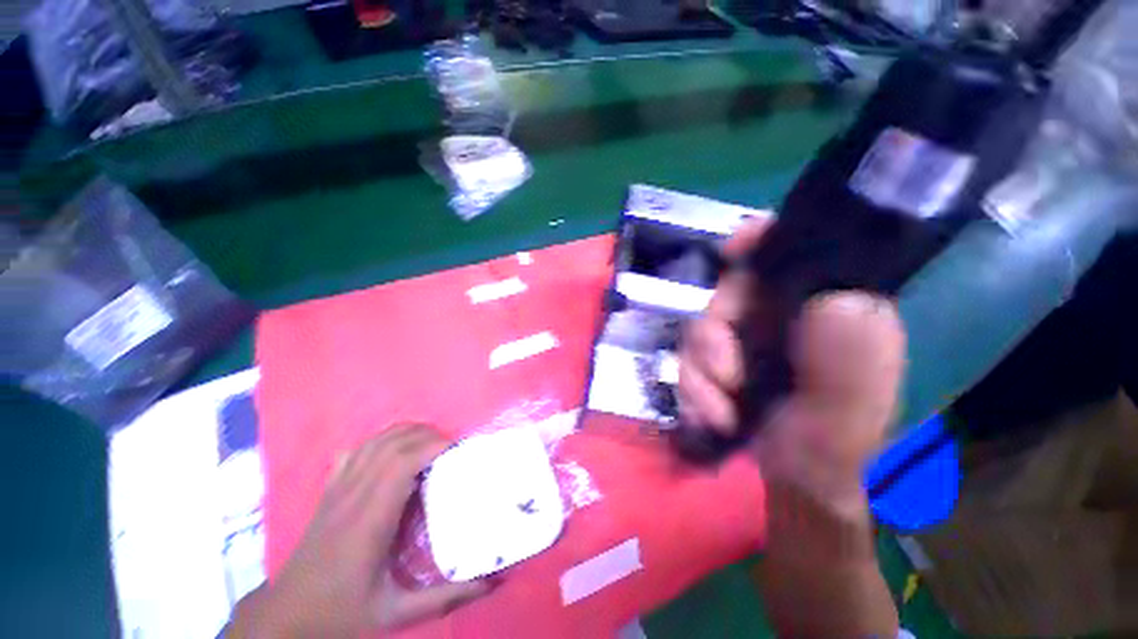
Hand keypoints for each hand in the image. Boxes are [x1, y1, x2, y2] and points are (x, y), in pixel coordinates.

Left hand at [227, 424, 490, 637]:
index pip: (402, 464)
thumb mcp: (395, 613)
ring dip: (406, 432)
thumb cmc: (340, 613)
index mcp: (369, 521)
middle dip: (427, 435)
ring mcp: (337, 491)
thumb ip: (444, 597)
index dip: (433, 446)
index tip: (458, 447)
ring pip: (374, 442)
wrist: (285, 617)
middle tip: (452, 445)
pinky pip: (355, 451)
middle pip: (392, 445)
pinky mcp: (329, 492)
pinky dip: (380, 440)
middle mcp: (352, 497)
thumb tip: (490, 583)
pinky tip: (393, 449)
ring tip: (430, 440)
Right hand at [678, 217, 905, 509]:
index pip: (797, 252)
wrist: (795, 483)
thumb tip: (835, 302)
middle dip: (713, 333)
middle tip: (725, 377)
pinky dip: (691, 385)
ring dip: (699, 371)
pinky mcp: (720, 358)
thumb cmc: (833, 450)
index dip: (761, 241)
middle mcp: (786, 315)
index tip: (732, 250)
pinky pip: (687, 355)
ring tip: (720, 411)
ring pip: (700, 326)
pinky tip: (709, 415)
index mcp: (832, 309)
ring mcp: (748, 337)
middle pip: (729, 290)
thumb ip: (850, 365)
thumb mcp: (848, 415)